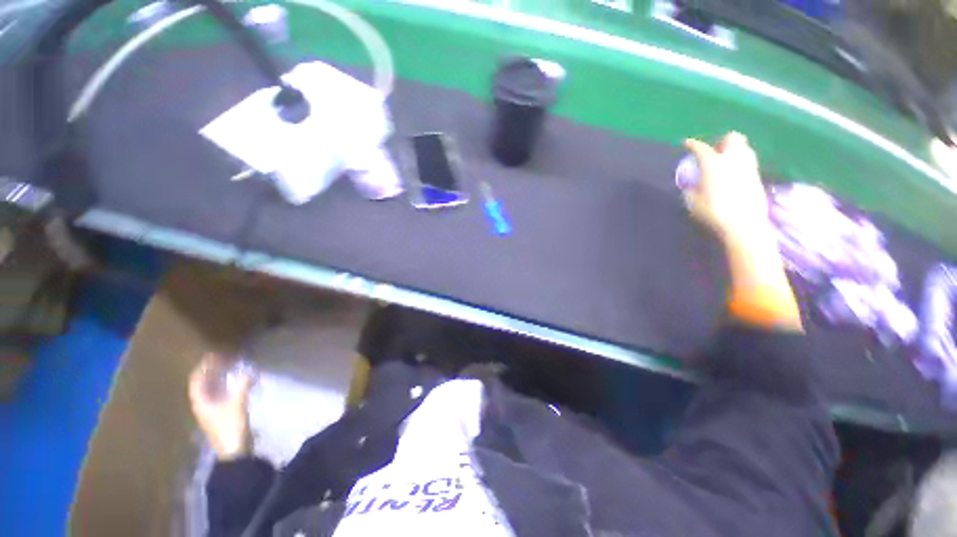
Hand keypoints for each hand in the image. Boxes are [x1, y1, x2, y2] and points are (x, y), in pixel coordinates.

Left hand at [188, 354, 256, 459]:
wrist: (234, 451)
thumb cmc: (230, 427)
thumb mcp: (237, 405)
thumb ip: (242, 386)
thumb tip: (249, 370)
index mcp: (200, 402)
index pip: (197, 380)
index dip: (204, 367)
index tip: (214, 355)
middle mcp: (203, 404)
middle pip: (204, 384)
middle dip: (213, 371)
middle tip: (225, 359)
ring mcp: (212, 410)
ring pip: (213, 390)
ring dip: (221, 378)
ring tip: (231, 367)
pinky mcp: (223, 414)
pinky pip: (222, 394)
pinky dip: (228, 386)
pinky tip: (238, 382)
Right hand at [683, 132, 772, 244]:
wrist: (744, 223)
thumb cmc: (714, 212)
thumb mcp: (693, 202)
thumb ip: (691, 189)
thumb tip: (690, 185)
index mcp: (713, 164)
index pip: (701, 148)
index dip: (692, 144)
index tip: (686, 143)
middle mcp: (733, 159)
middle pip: (732, 138)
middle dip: (723, 141)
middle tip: (714, 151)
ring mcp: (748, 166)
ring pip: (744, 147)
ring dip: (734, 150)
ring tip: (725, 161)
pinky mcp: (757, 176)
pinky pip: (748, 161)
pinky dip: (741, 162)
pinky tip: (734, 173)